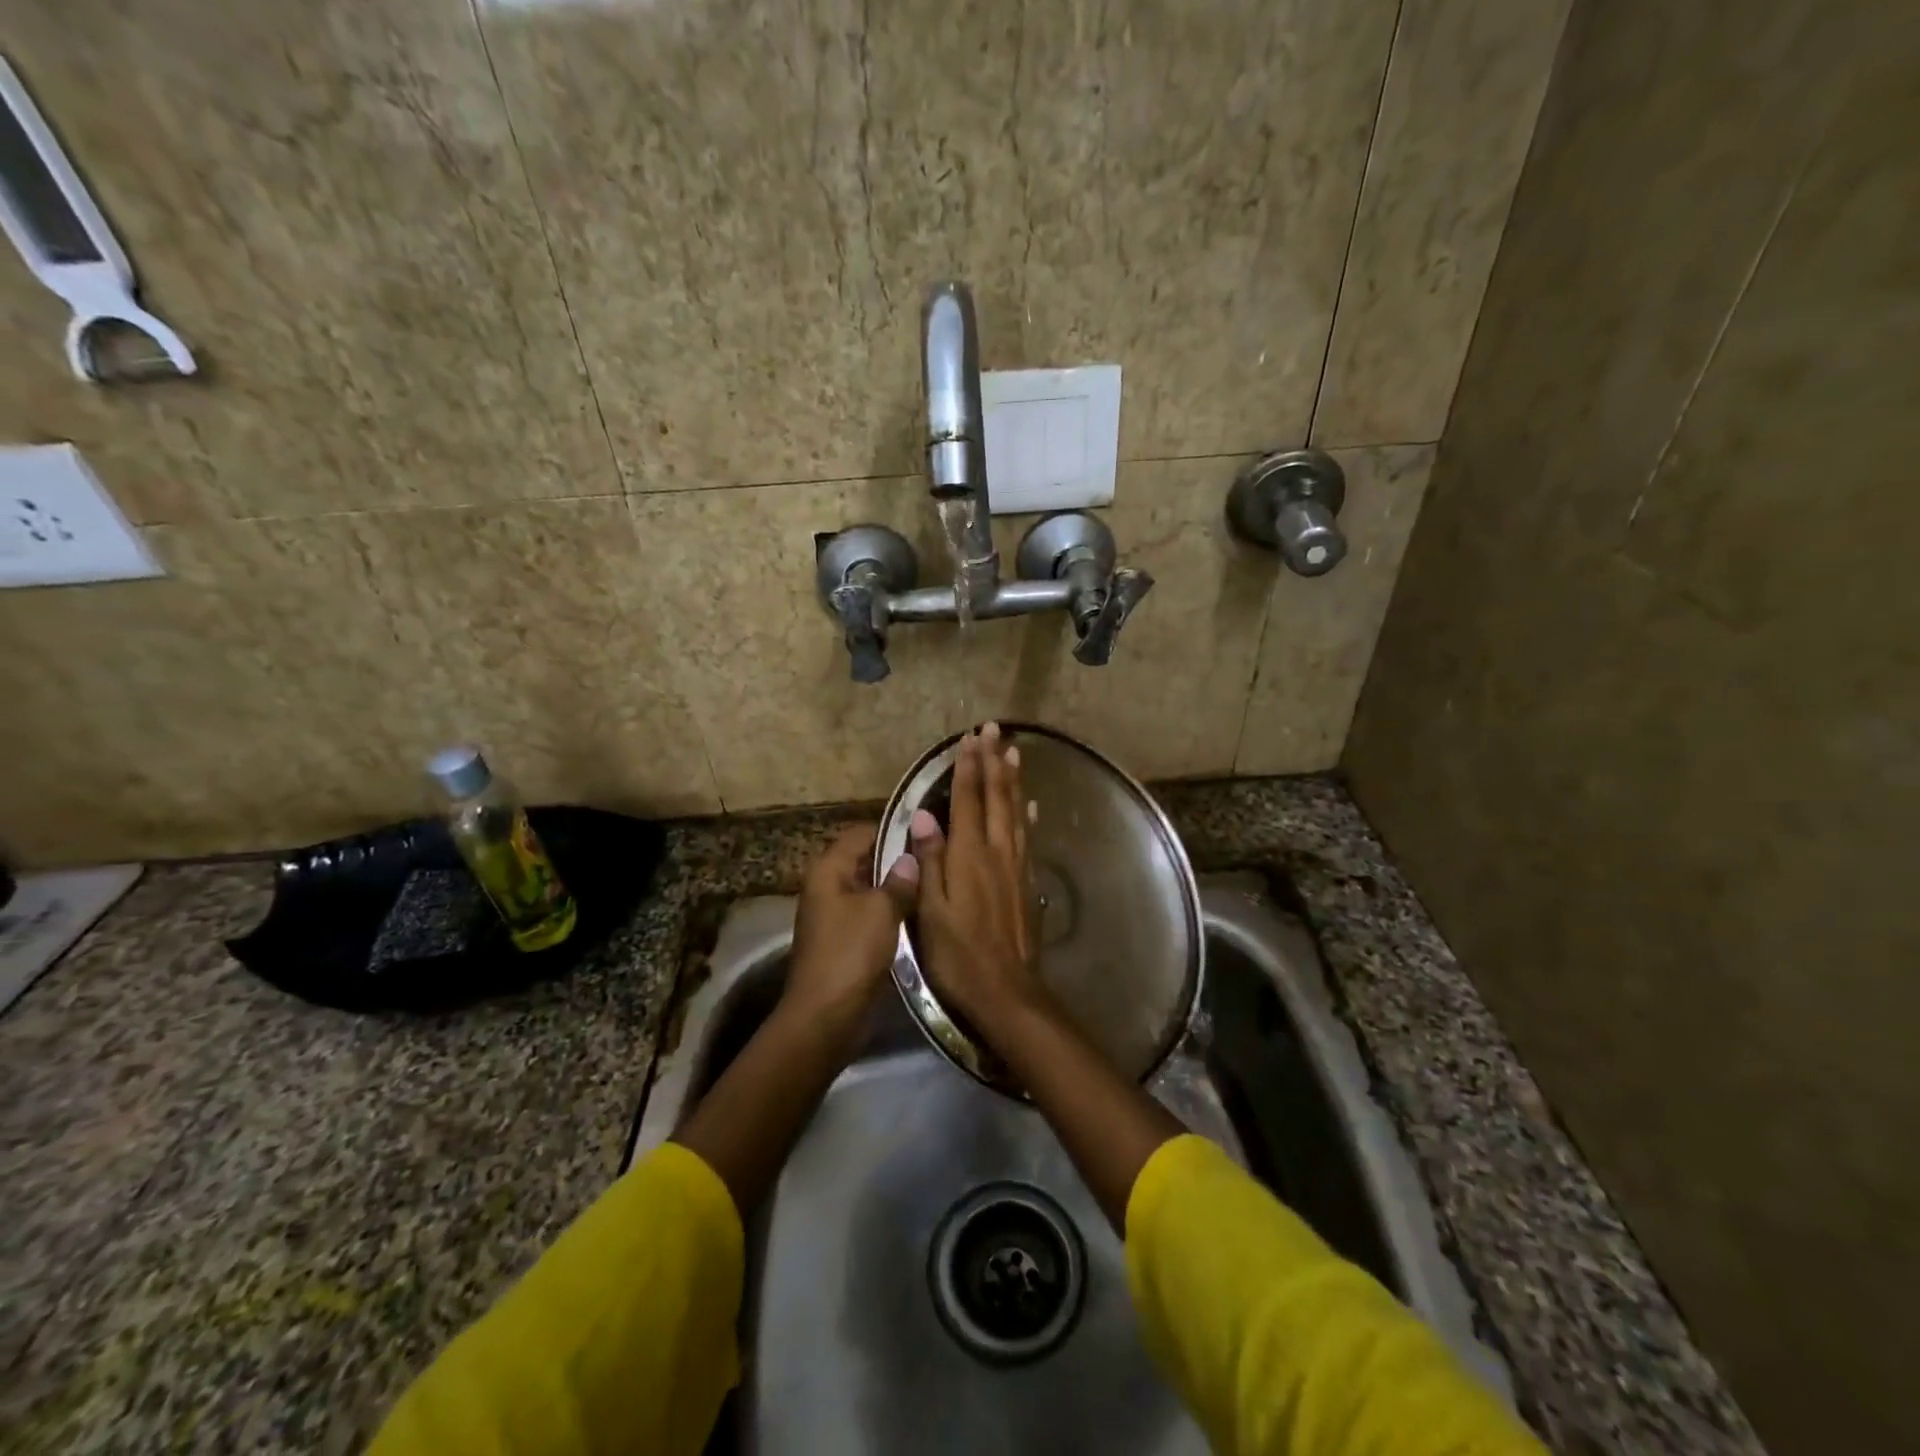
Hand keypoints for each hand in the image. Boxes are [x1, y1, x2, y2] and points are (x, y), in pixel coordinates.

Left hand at [785, 823, 919, 1040]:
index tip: (926, 829)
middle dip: (898, 859)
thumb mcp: (882, 910)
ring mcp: (834, 915)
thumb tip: (911, 858)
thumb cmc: (851, 952)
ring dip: (896, 888)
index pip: (861, 832)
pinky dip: (890, 912)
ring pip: (870, 889)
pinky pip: (870, 914)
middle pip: (865, 860)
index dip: (892, 829)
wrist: (826, 1015)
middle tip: (936, 856)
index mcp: (828, 869)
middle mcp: (827, 886)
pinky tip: (919, 914)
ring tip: (934, 882)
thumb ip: (899, 880)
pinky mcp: (844, 940)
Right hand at [911, 723, 1047, 1038]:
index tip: (968, 738)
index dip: (967, 767)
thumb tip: (924, 814)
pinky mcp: (1026, 882)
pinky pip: (1027, 837)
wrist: (1005, 989)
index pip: (968, 800)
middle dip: (993, 761)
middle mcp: (996, 851)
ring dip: (1013, 779)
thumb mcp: (930, 909)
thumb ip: (929, 859)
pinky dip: (1027, 815)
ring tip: (1013, 752)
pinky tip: (1030, 806)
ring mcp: (1016, 865)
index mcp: (968, 855)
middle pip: (996, 797)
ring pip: (1015, 811)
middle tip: (994, 730)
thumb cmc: (958, 952)